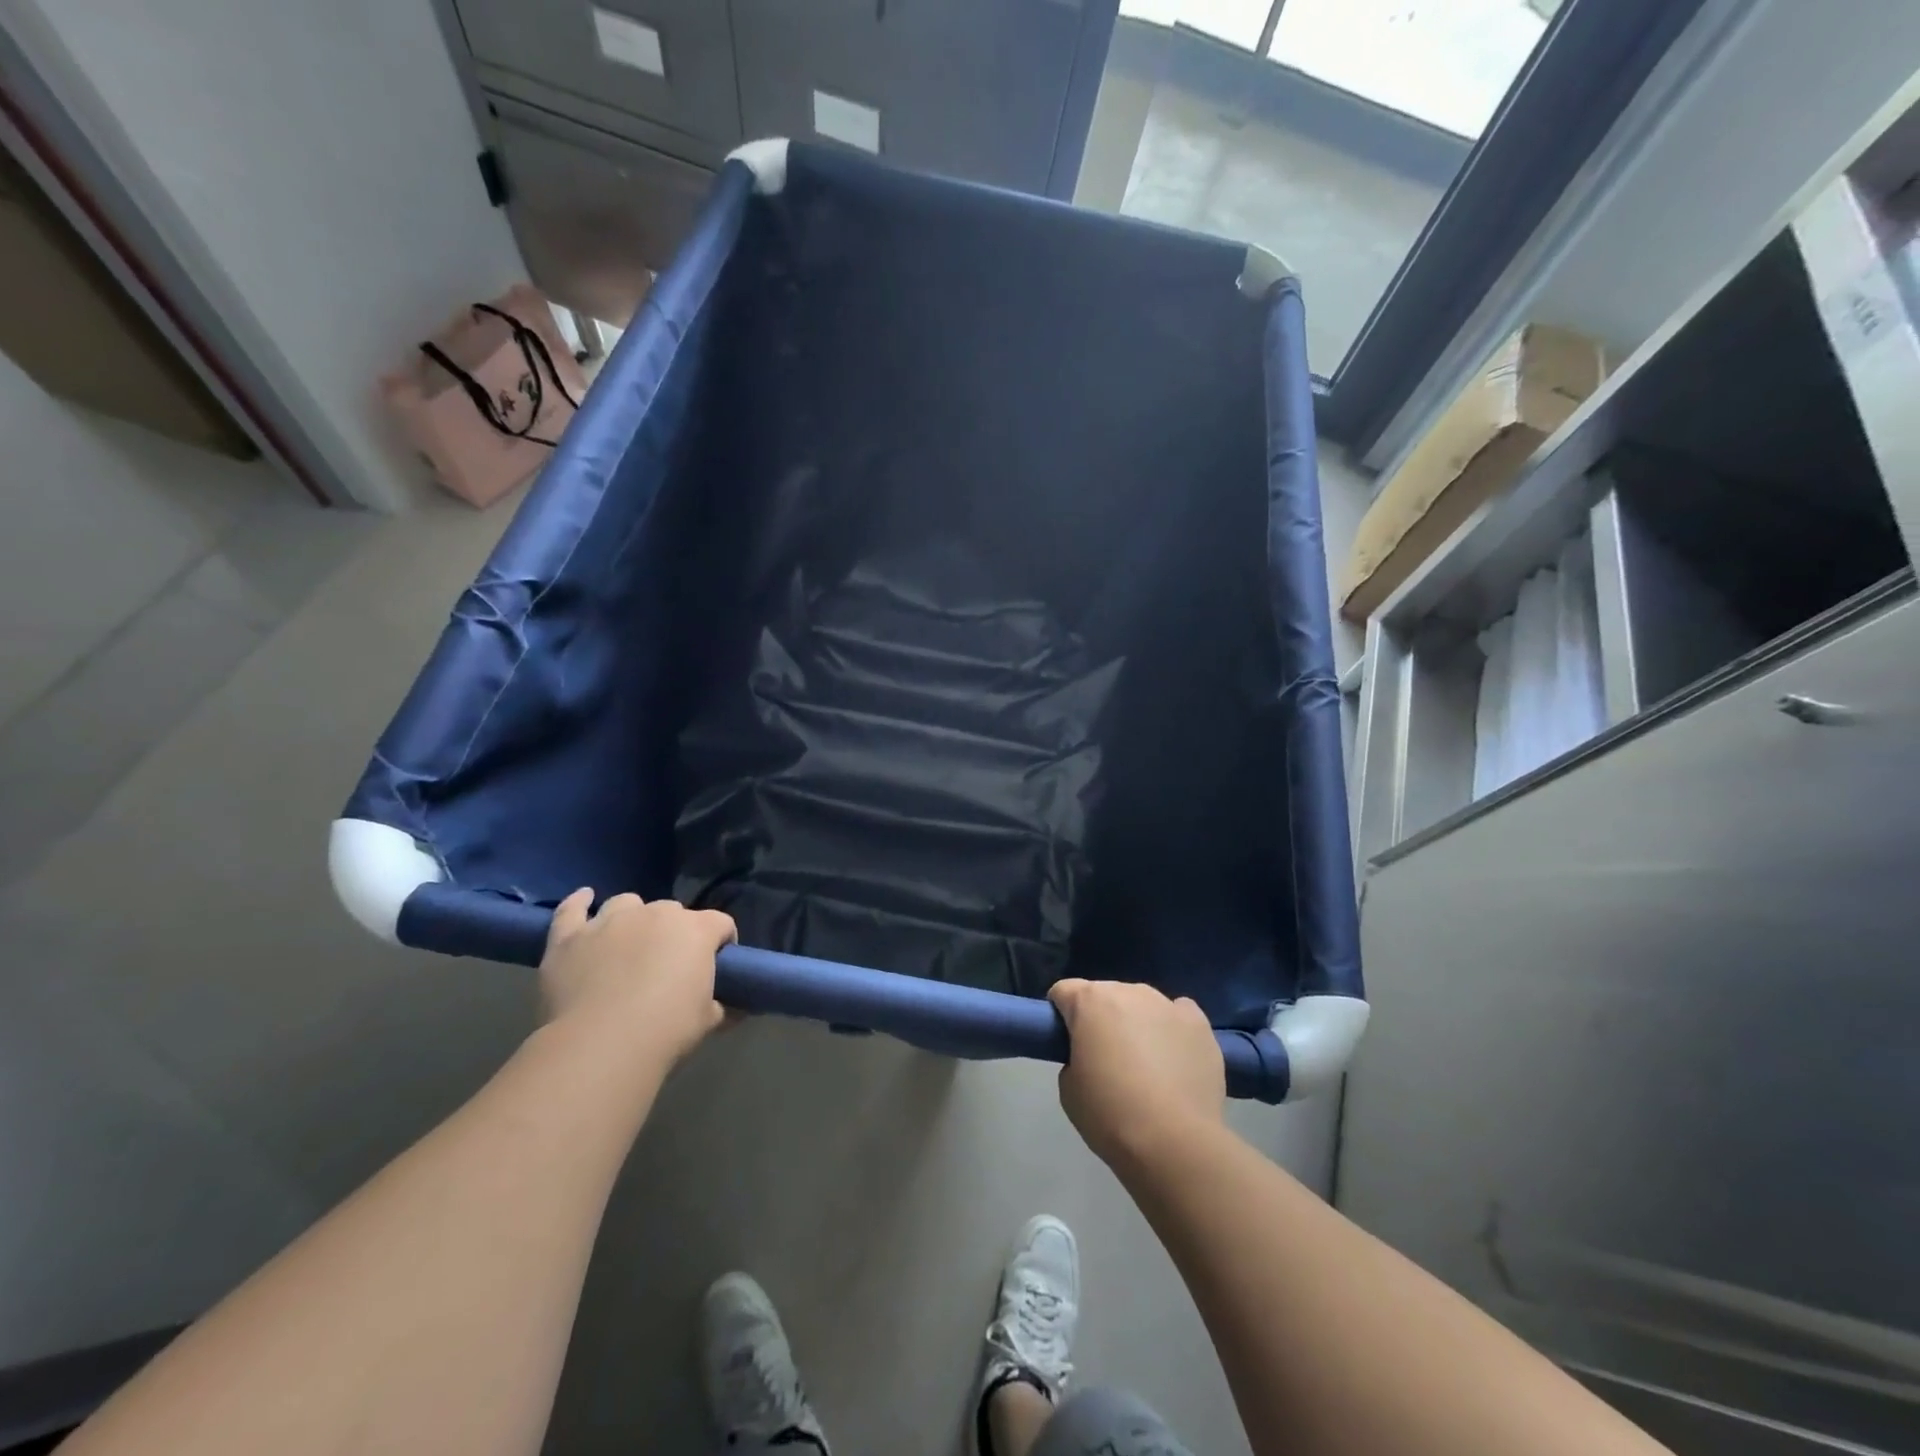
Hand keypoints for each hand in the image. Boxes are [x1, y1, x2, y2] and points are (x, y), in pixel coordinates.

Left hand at [539, 889, 735, 1065]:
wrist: (603, 1045)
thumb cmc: (667, 1029)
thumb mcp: (708, 1020)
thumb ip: (722, 1006)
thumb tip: (733, 1008)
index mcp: (696, 930)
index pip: (721, 924)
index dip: (722, 941)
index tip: (719, 964)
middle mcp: (656, 914)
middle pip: (672, 911)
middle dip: (674, 932)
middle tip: (669, 964)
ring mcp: (610, 921)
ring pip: (626, 904)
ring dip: (632, 918)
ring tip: (628, 941)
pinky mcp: (571, 936)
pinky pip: (572, 909)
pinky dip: (578, 903)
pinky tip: (584, 898)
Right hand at [1050, 978, 1224, 1171]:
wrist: (1174, 1143)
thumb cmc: (1110, 1115)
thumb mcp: (1068, 1089)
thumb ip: (1074, 1058)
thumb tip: (1092, 1055)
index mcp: (1089, 1001)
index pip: (1063, 991)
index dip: (1060, 1015)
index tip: (1067, 1043)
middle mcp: (1128, 991)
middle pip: (1105, 995)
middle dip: (1101, 1019)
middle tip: (1106, 1059)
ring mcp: (1167, 1004)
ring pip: (1143, 1005)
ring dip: (1138, 1024)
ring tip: (1147, 1066)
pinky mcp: (1199, 1023)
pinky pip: (1179, 1015)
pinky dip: (1172, 1030)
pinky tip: (1175, 1060)